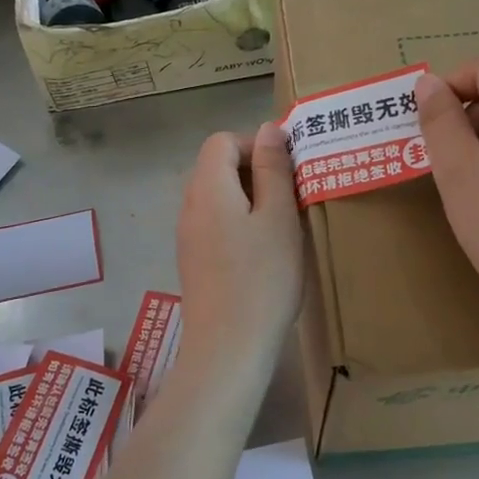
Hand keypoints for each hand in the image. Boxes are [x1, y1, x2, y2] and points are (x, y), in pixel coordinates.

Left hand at [176, 123, 303, 367]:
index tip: (287, 170)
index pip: (221, 141)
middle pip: (216, 166)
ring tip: (281, 223)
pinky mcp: (193, 260)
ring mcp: (188, 235)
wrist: (228, 349)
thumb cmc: (262, 279)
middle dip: (255, 171)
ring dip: (250, 198)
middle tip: (290, 196)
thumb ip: (273, 169)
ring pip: (218, 196)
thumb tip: (269, 129)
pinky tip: (263, 251)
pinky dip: (239, 222)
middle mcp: (189, 206)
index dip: (255, 145)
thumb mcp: (278, 217)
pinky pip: (215, 223)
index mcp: (207, 188)